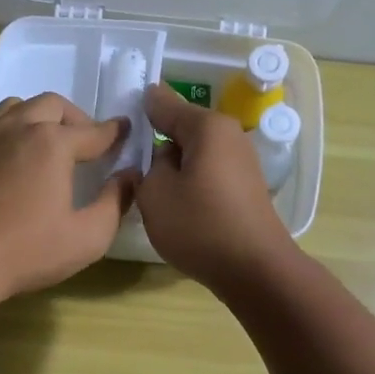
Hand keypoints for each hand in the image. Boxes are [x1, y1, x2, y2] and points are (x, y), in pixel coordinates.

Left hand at [0, 92, 134, 300]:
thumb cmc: (28, 251)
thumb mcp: (88, 237)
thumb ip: (115, 202)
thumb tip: (129, 176)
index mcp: (53, 143)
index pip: (94, 131)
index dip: (114, 132)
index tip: (125, 130)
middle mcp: (19, 128)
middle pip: (53, 105)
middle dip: (76, 118)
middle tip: (87, 140)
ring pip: (16, 107)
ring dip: (38, 116)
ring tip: (47, 140)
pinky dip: (6, 133)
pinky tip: (8, 157)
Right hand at [136, 84, 294, 291]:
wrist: (254, 269)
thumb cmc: (200, 226)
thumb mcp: (156, 194)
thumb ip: (150, 165)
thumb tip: (162, 155)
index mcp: (207, 127)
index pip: (164, 104)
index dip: (140, 108)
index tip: (119, 113)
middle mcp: (229, 136)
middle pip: (182, 128)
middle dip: (157, 139)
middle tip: (127, 155)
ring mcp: (241, 163)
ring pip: (195, 154)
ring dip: (174, 164)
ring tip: (148, 184)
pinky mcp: (245, 188)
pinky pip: (208, 173)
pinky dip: (190, 181)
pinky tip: (176, 202)